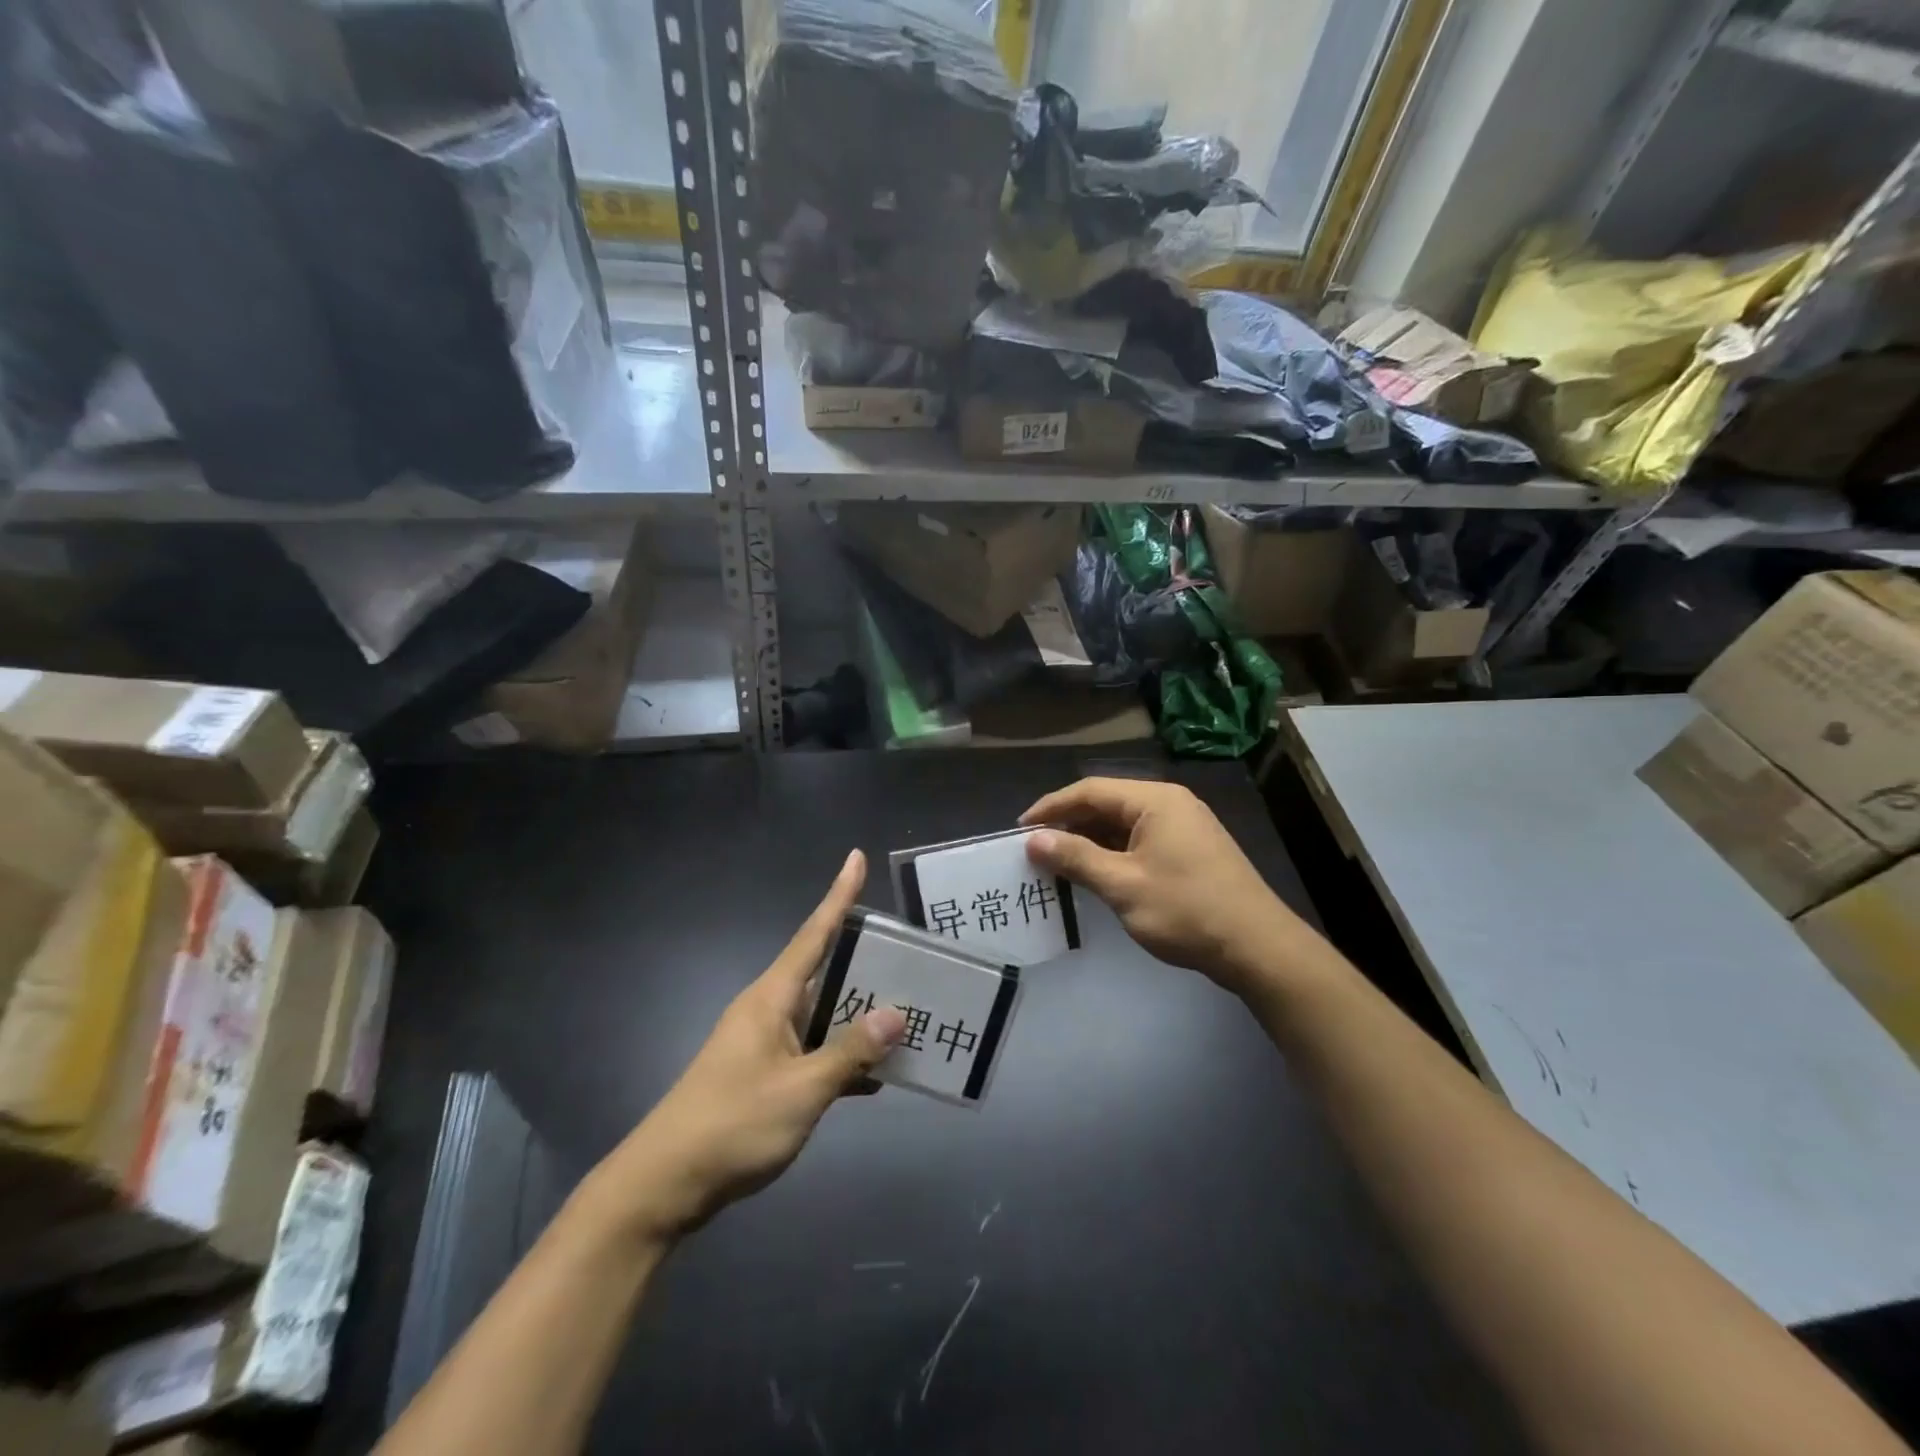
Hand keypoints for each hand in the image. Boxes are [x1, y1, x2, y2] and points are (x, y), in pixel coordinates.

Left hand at [587, 850, 903, 1241]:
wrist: (664, 1184)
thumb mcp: (801, 1089)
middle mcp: (769, 1009)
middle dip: (866, 961)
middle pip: (826, 972)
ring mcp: (765, 1042)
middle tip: (914, 954)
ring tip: (909, 1012)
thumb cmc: (733, 1124)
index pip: (814, 933)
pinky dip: (843, 1056)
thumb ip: (849, 1052)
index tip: (856, 857)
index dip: (838, 895)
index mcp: (773, 997)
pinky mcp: (765, 1073)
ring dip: (859, 1016)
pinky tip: (876, 1074)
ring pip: (823, 1014)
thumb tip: (895, 1014)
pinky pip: (815, 1049)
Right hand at [1021, 778, 1307, 991]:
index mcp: (1155, 800)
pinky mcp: (1190, 850)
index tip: (1020, 829)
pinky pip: (1140, 841)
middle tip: (1035, 848)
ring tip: (1057, 863)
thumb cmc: (1186, 910)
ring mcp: (1184, 827)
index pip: (1090, 790)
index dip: (1051, 807)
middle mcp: (1170, 803)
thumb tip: (1033, 840)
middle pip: (1107, 803)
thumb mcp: (1123, 885)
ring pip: (1123, 824)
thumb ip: (1076, 858)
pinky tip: (1095, 874)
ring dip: (1089, 840)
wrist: (1258, 947)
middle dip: (1069, 824)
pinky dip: (1113, 853)